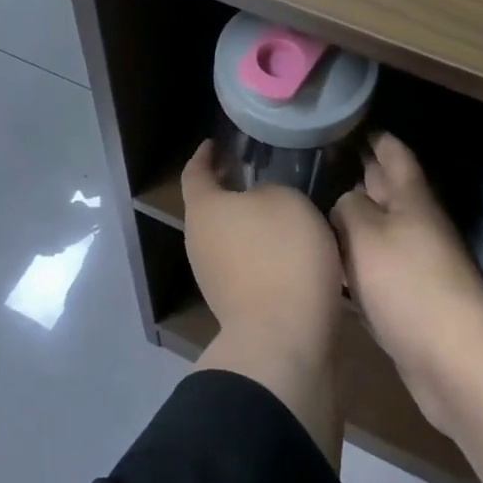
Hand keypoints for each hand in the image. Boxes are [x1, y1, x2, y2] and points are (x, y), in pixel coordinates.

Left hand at [181, 141, 343, 358]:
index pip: (194, 172)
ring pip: (227, 237)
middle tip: (254, 172)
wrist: (283, 340)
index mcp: (203, 209)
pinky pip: (244, 264)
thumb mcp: (286, 200)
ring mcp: (213, 277)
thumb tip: (261, 201)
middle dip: (229, 189)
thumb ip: (269, 190)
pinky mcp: (234, 305)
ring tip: (278, 209)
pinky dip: (259, 251)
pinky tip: (287, 248)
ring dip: (247, 222)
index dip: (204, 155)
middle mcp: (198, 241)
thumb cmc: (281, 254)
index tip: (215, 143)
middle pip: (209, 207)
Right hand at [331, 134, 482, 430]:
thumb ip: (349, 208)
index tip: (347, 123)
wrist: (454, 360)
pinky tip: (330, 266)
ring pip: (378, 232)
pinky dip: (355, 263)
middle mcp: (416, 225)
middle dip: (359, 176)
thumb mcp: (368, 234)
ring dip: (353, 222)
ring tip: (314, 211)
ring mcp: (415, 264)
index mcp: (411, 199)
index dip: (374, 136)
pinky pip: (376, 270)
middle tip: (318, 164)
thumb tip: (345, 201)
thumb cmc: (409, 284)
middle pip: (386, 191)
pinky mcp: (409, 300)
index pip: (393, 153)